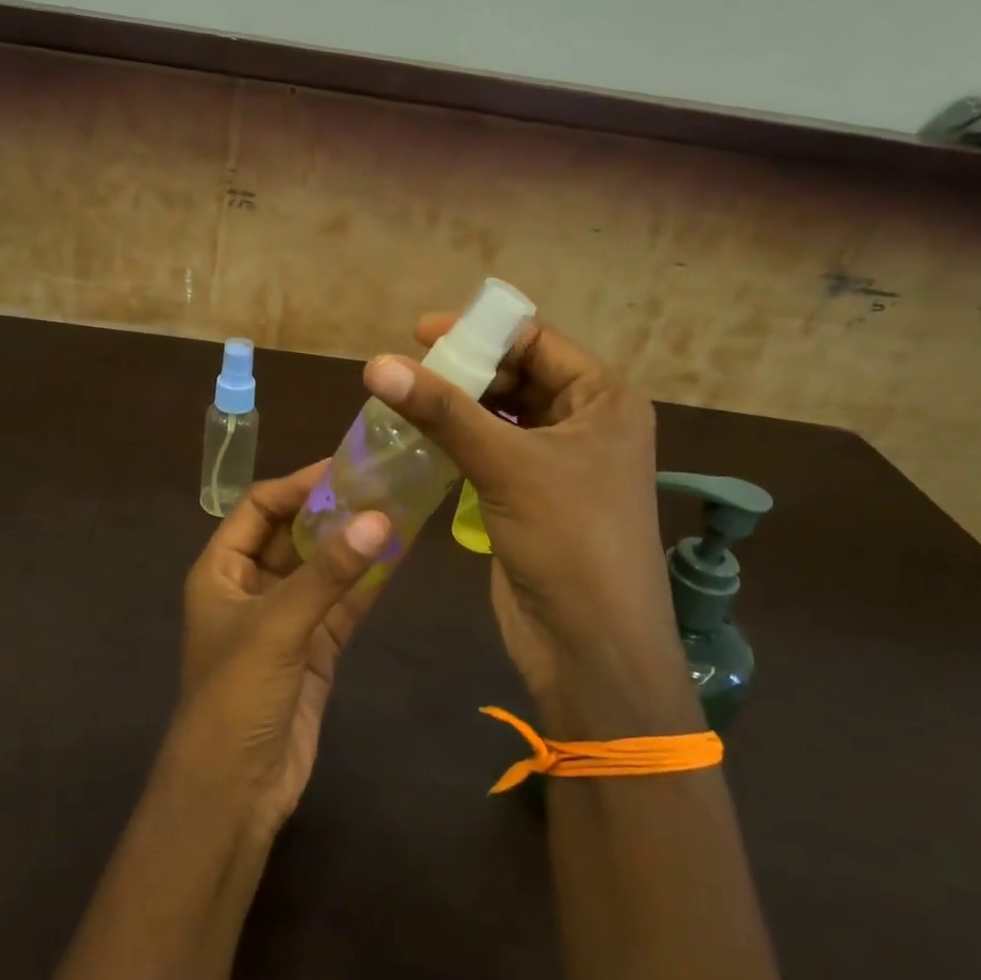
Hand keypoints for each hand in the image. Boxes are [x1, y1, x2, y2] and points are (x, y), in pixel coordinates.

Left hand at [171, 461, 391, 834]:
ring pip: (323, 568)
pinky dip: (368, 582)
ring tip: (400, 508)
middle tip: (383, 482)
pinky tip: (400, 556)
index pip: (259, 507)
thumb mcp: (277, 625)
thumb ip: (329, 573)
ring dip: (355, 544)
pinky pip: (343, 603)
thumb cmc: (237, 694)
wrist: (236, 790)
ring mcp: (285, 618)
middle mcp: (251, 586)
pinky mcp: (315, 649)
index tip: (346, 467)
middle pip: (294, 533)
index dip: (298, 484)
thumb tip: (380, 517)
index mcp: (221, 570)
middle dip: (333, 509)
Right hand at [361, 312, 699, 734]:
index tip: (418, 333)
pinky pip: (491, 452)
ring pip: (500, 416)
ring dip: (456, 409)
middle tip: (403, 372)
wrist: (591, 647)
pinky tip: (419, 442)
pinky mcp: (532, 497)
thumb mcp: (507, 465)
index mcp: (604, 399)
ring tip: (402, 402)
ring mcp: (559, 463)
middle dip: (463, 372)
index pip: (537, 341)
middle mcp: (587, 423)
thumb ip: (442, 411)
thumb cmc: (569, 541)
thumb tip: (376, 364)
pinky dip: (458, 444)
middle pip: (516, 376)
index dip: (479, 332)